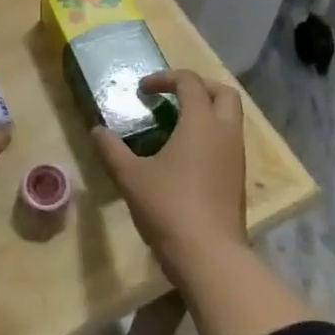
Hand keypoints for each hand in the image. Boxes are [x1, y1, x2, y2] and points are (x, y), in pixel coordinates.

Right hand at [90, 70, 247, 269]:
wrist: (210, 257)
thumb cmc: (169, 207)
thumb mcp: (131, 177)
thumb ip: (112, 150)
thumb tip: (97, 131)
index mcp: (201, 122)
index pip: (189, 82)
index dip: (164, 78)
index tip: (142, 90)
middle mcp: (225, 132)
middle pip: (223, 92)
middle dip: (198, 86)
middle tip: (172, 95)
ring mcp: (236, 157)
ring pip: (230, 118)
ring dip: (207, 111)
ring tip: (176, 124)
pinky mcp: (238, 179)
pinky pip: (228, 141)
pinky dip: (211, 134)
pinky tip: (186, 154)